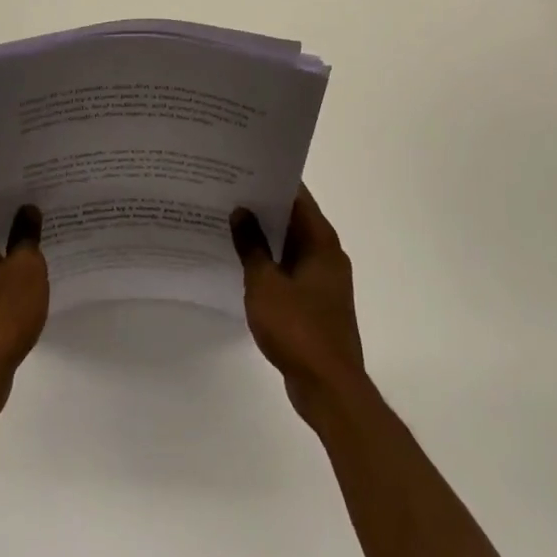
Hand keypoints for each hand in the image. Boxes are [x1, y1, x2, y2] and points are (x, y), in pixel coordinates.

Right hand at [232, 186, 365, 425]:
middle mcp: (327, 254)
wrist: (329, 389)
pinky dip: (270, 262)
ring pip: (290, 245)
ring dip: (265, 236)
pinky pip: (290, 269)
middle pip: (294, 218)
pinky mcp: (316, 303)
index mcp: (321, 241)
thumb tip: (241, 211)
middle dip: (263, 206)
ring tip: (228, 221)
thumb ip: (251, 245)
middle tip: (227, 191)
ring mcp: (323, 280)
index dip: (271, 179)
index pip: (297, 196)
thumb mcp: (265, 283)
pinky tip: (242, 262)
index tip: (242, 168)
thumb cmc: (298, 328)